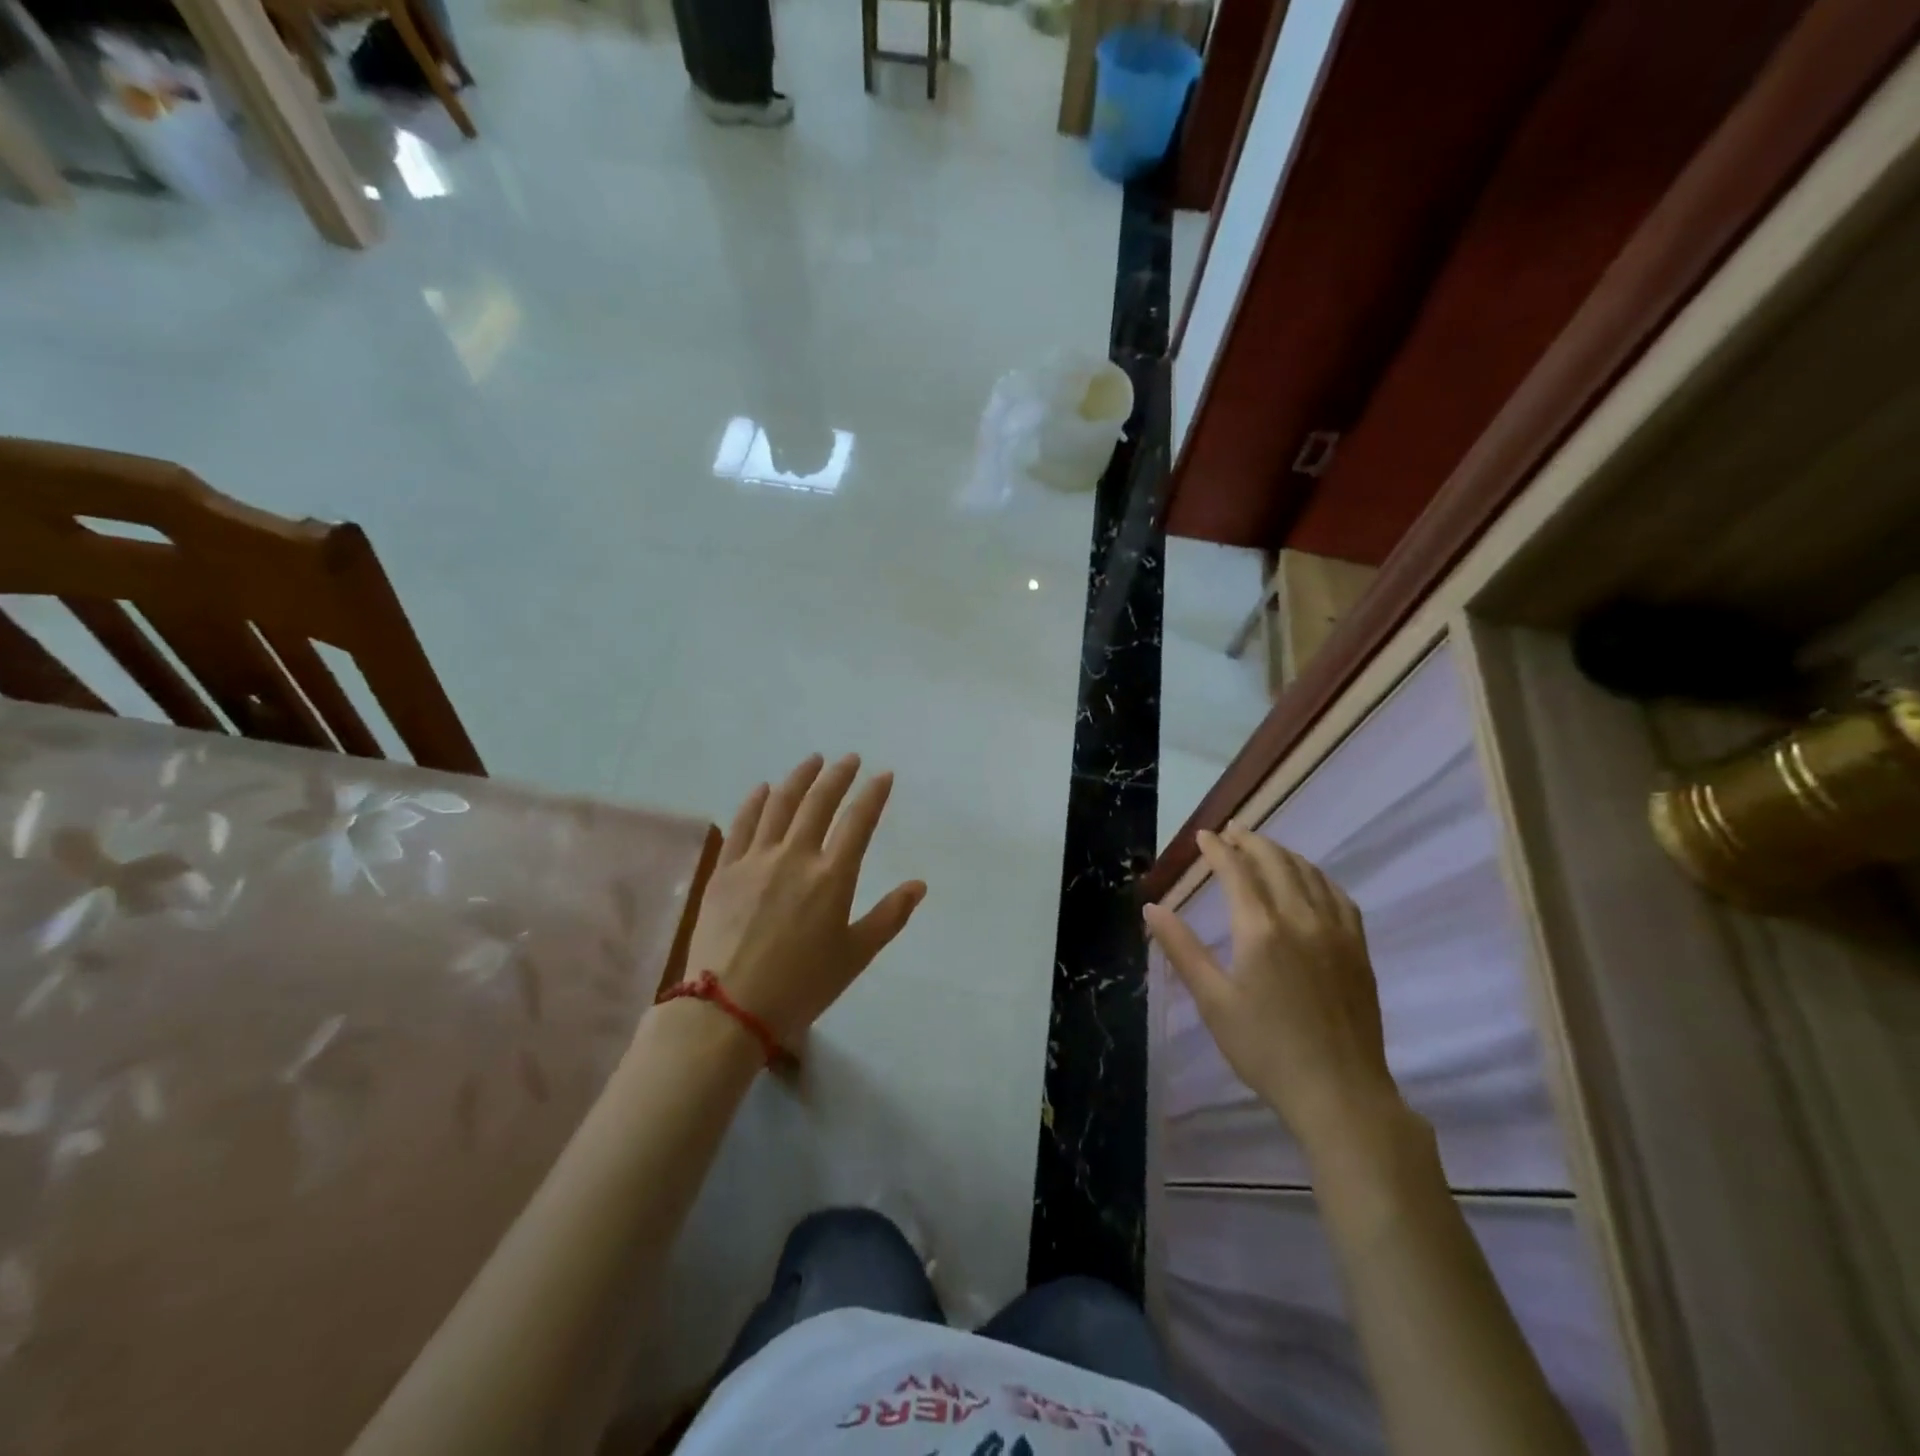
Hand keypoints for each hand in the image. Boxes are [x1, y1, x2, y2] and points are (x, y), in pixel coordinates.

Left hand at [685, 754, 926, 1044]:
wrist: (728, 1008)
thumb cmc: (801, 986)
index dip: (873, 794)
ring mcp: (756, 859)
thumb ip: (889, 916)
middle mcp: (795, 856)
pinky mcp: (725, 870)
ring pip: (780, 805)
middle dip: (837, 776)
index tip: (883, 774)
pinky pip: (742, 824)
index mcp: (832, 876)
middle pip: (819, 802)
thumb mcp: (855, 956)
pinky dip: (755, 802)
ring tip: (812, 761)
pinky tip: (763, 788)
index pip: (858, 821)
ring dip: (799, 778)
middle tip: (849, 759)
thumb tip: (918, 885)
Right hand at [1144, 826, 1403, 1155]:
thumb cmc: (1265, 1049)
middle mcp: (1300, 918)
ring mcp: (1335, 931)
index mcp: (1260, 929)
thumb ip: (1182, 948)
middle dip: (1250, 841)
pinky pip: (1339, 896)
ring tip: (1264, 848)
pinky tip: (1311, 880)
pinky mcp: (1357, 949)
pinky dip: (1318, 876)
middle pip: (1275, 862)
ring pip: (1309, 873)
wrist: (1339, 1093)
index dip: (1217, 849)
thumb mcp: (1212, 1001)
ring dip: (1283, 854)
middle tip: (1231, 831)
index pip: (1235, 871)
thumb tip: (1152, 908)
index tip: (1203, 836)